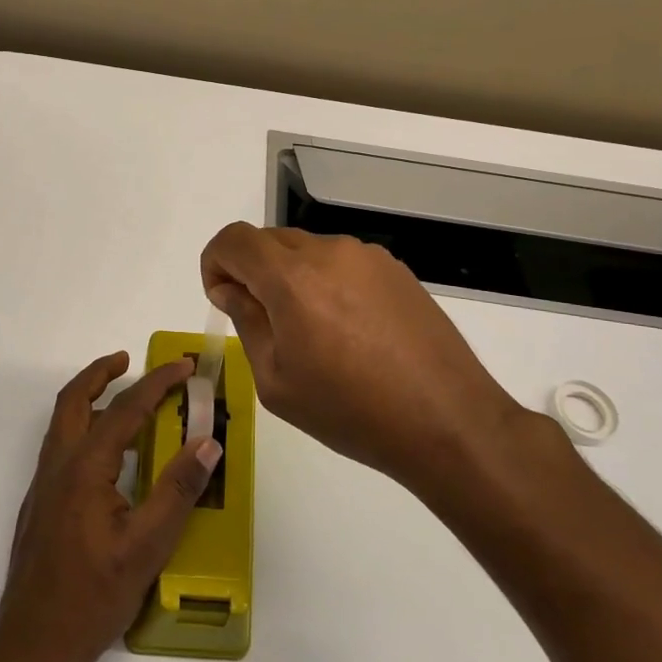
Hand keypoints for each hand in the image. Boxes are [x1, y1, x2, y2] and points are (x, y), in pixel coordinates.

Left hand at [0, 352, 222, 661]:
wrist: (34, 644)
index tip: (183, 366)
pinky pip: (63, 446)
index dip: (157, 383)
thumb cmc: (93, 596)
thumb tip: (208, 442)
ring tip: (124, 397)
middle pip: (74, 400)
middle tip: (130, 359)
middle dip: (101, 373)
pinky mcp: (41, 503)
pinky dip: (85, 427)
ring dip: (91, 398)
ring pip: (64, 423)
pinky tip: (110, 454)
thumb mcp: (147, 546)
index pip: (125, 410)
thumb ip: (178, 490)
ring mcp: (44, 484)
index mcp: (84, 468)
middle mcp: (57, 466)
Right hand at [200, 223, 563, 500]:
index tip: (223, 299)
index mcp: (292, 278)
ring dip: (291, 277)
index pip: (234, 240)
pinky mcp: (396, 270)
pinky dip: (326, 282)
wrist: (446, 421)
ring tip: (312, 332)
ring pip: (307, 250)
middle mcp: (330, 252)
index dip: (215, 262)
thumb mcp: (276, 380)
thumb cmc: (349, 410)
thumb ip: (246, 322)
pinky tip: (348, 330)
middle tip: (263, 322)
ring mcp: (368, 257)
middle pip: (269, 241)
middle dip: (251, 272)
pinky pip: (342, 262)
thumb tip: (230, 289)